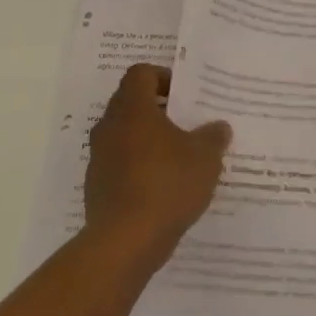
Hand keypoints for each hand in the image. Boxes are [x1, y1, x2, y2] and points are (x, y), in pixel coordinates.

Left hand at [84, 64, 231, 266]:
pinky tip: (164, 188)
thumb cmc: (167, 184)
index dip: (163, 77)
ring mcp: (99, 158)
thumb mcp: (205, 157)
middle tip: (188, 124)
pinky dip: (140, 168)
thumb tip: (218, 127)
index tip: (184, 95)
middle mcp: (109, 127)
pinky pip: (121, 166)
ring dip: (149, 141)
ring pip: (125, 136)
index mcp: (132, 109)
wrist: (125, 241)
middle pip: (131, 104)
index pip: (140, 74)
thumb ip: (213, 136)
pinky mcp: (97, 187)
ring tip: (180, 158)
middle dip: (159, 111)